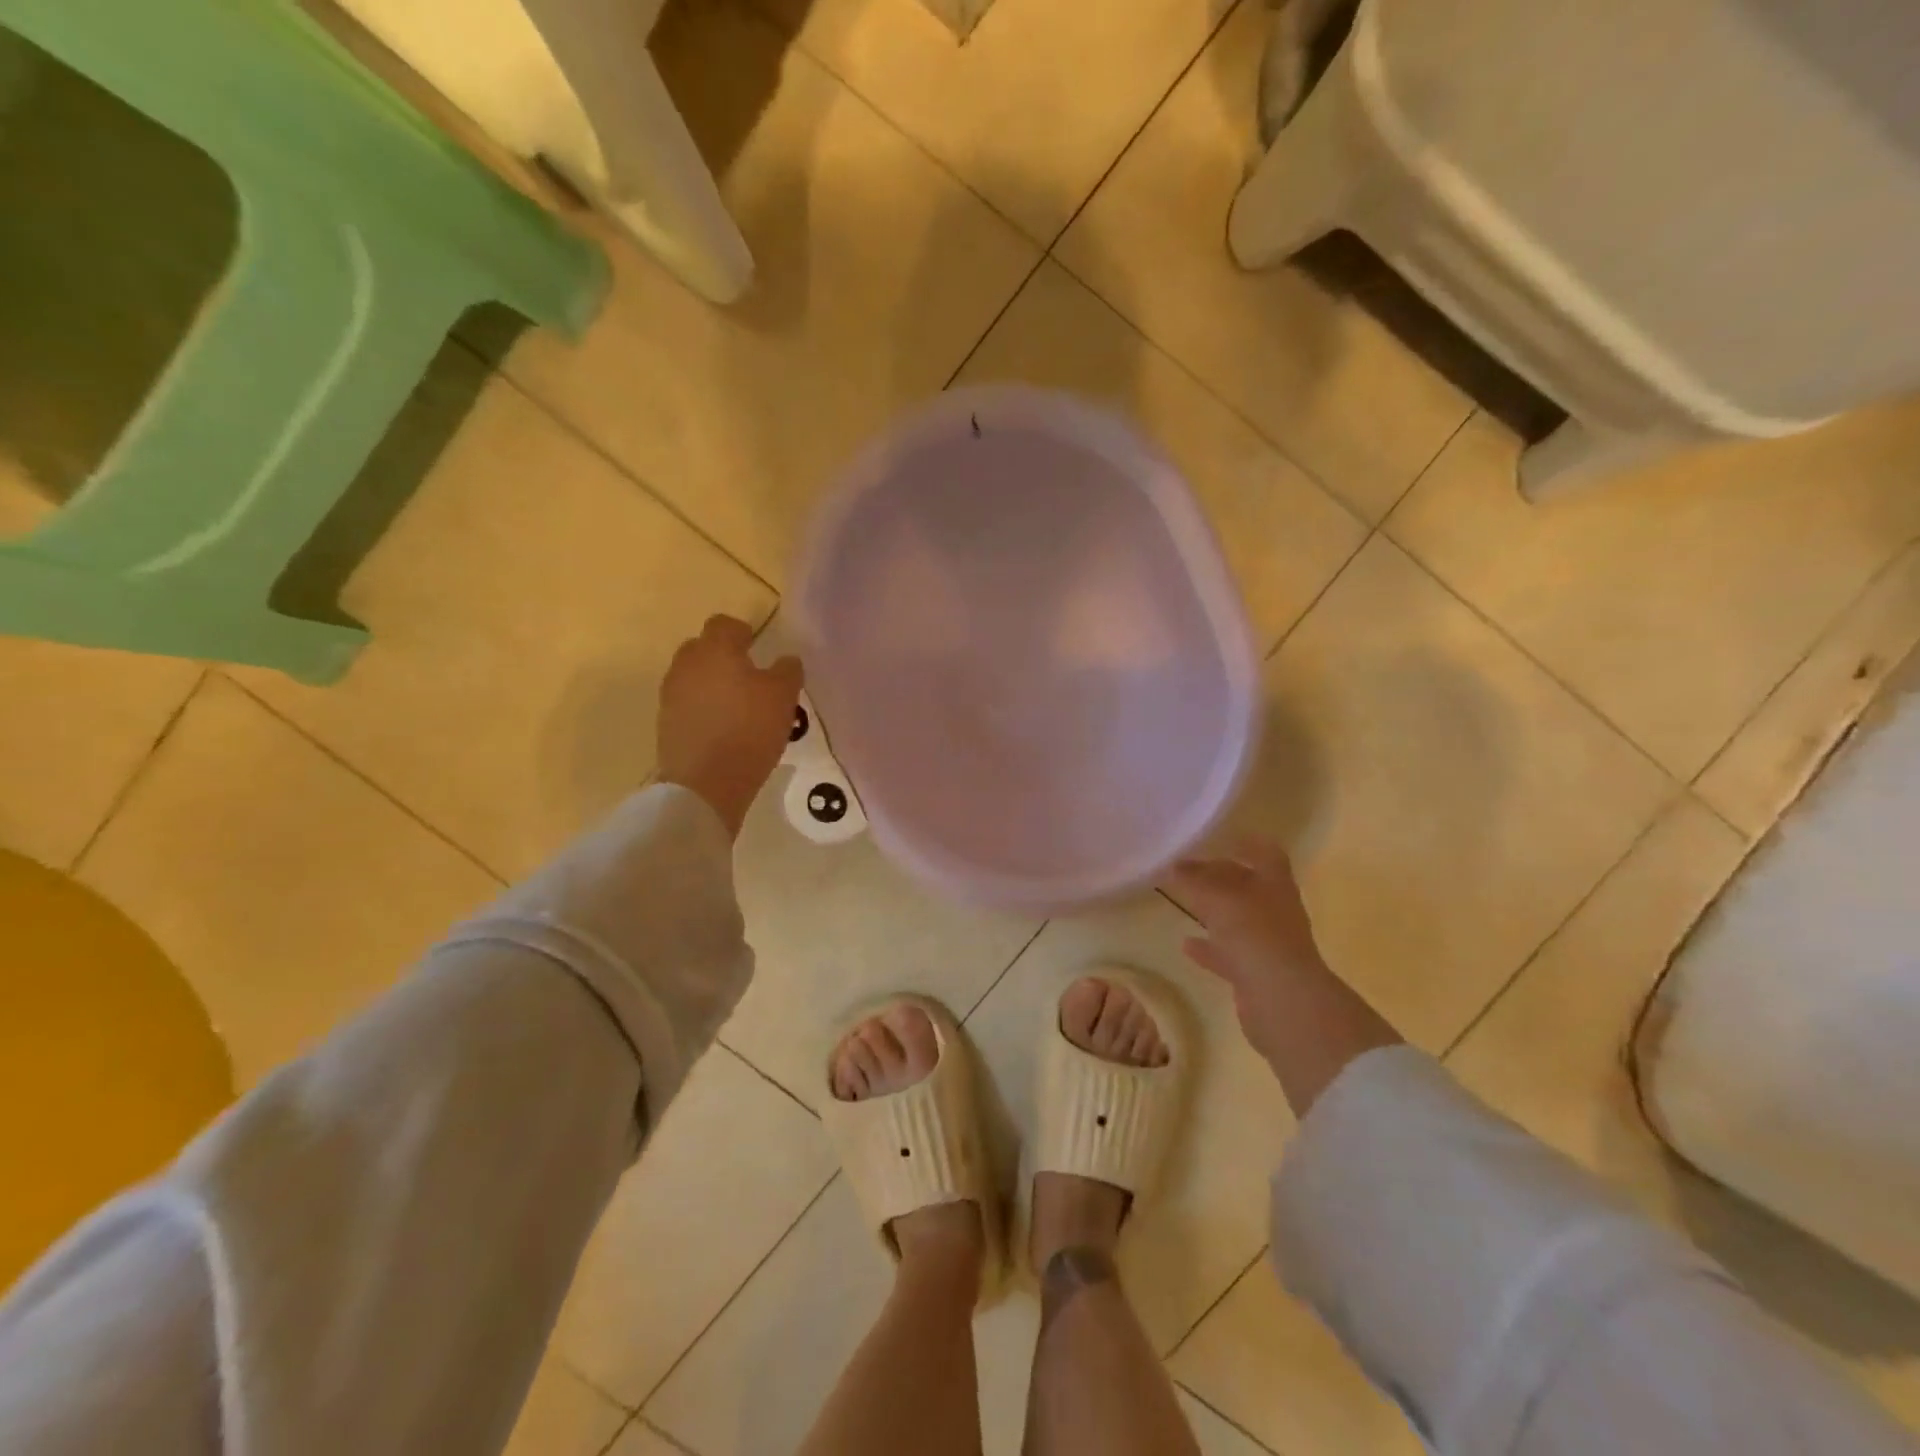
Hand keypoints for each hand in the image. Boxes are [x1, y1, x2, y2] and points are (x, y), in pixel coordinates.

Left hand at [657, 615, 802, 838]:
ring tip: (737, 707)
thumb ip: (787, 671)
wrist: (705, 784)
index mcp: (715, 649)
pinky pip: (688, 704)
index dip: (743, 633)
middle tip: (750, 678)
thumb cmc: (749, 730)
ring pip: (694, 677)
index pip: (725, 624)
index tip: (759, 650)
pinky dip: (703, 709)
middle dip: (724, 658)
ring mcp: (671, 694)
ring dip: (713, 684)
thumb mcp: (784, 697)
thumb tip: (785, 660)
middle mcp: (687, 664)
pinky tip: (723, 729)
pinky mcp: (666, 723)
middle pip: (704, 648)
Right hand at [1165, 837, 1327, 1064]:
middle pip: (1247, 885)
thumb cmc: (1255, 936)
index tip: (1218, 836)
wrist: (1283, 1002)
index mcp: (1274, 884)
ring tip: (1182, 901)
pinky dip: (1209, 948)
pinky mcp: (1256, 973)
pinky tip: (1185, 944)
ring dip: (1213, 911)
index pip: (1265, 853)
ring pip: (1237, 919)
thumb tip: (1173, 865)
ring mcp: (1267, 943)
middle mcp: (1274, 910)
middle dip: (1220, 875)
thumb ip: (1195, 880)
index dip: (1246, 842)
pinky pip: (1228, 953)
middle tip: (1185, 867)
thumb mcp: (1219, 898)